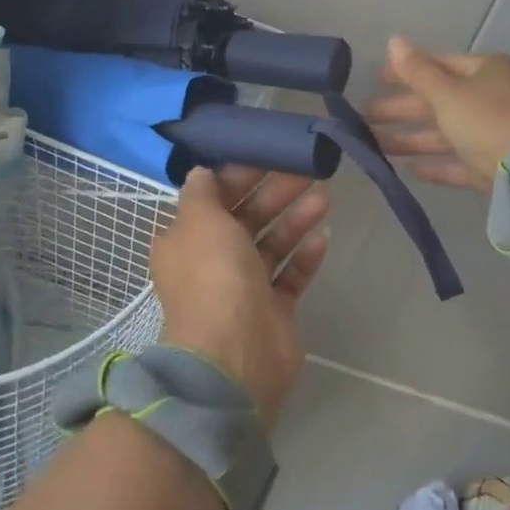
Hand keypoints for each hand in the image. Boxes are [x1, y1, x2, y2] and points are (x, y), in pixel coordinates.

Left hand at [150, 166, 330, 428]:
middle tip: (307, 172)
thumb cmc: (213, 276)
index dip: (239, 175)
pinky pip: (290, 275)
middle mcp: (212, 261)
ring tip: (323, 198)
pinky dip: (304, 256)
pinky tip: (323, 237)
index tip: (269, 155)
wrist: (235, 353)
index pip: (214, 198)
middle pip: (246, 217)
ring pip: (271, 244)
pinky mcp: (273, 309)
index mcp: (186, 239)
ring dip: (294, 219)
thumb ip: (202, 192)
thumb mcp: (199, 220)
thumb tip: (201, 172)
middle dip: (274, 193)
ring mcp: (244, 287)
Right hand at [367, 36, 509, 191]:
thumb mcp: (448, 93)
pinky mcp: (497, 166)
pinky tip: (411, 170)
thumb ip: (417, 71)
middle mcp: (492, 98)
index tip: (375, 80)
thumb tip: (393, 41)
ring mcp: (496, 133)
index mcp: (485, 72)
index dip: (405, 71)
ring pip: (446, 133)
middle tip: (364, 117)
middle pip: (438, 101)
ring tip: (376, 146)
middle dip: (401, 109)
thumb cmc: (489, 120)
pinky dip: (437, 164)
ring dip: (411, 139)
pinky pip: (460, 161)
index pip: (438, 65)